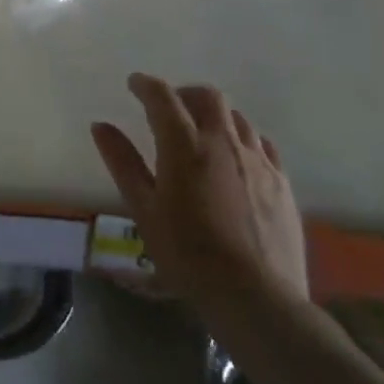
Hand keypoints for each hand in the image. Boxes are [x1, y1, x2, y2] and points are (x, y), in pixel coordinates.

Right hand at [92, 76, 308, 318]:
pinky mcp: (283, 183)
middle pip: (207, 96)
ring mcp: (257, 160)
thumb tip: (100, 126)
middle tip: (170, 109)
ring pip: (237, 118)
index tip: (134, 84)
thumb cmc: (188, 254)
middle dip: (185, 94)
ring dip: (215, 116)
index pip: (163, 96)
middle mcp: (223, 141)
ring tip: (203, 134)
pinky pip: (262, 144)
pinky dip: (243, 139)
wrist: (257, 298)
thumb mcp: (144, 210)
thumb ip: (123, 162)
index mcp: (185, 145)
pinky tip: (237, 159)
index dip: (146, 85)